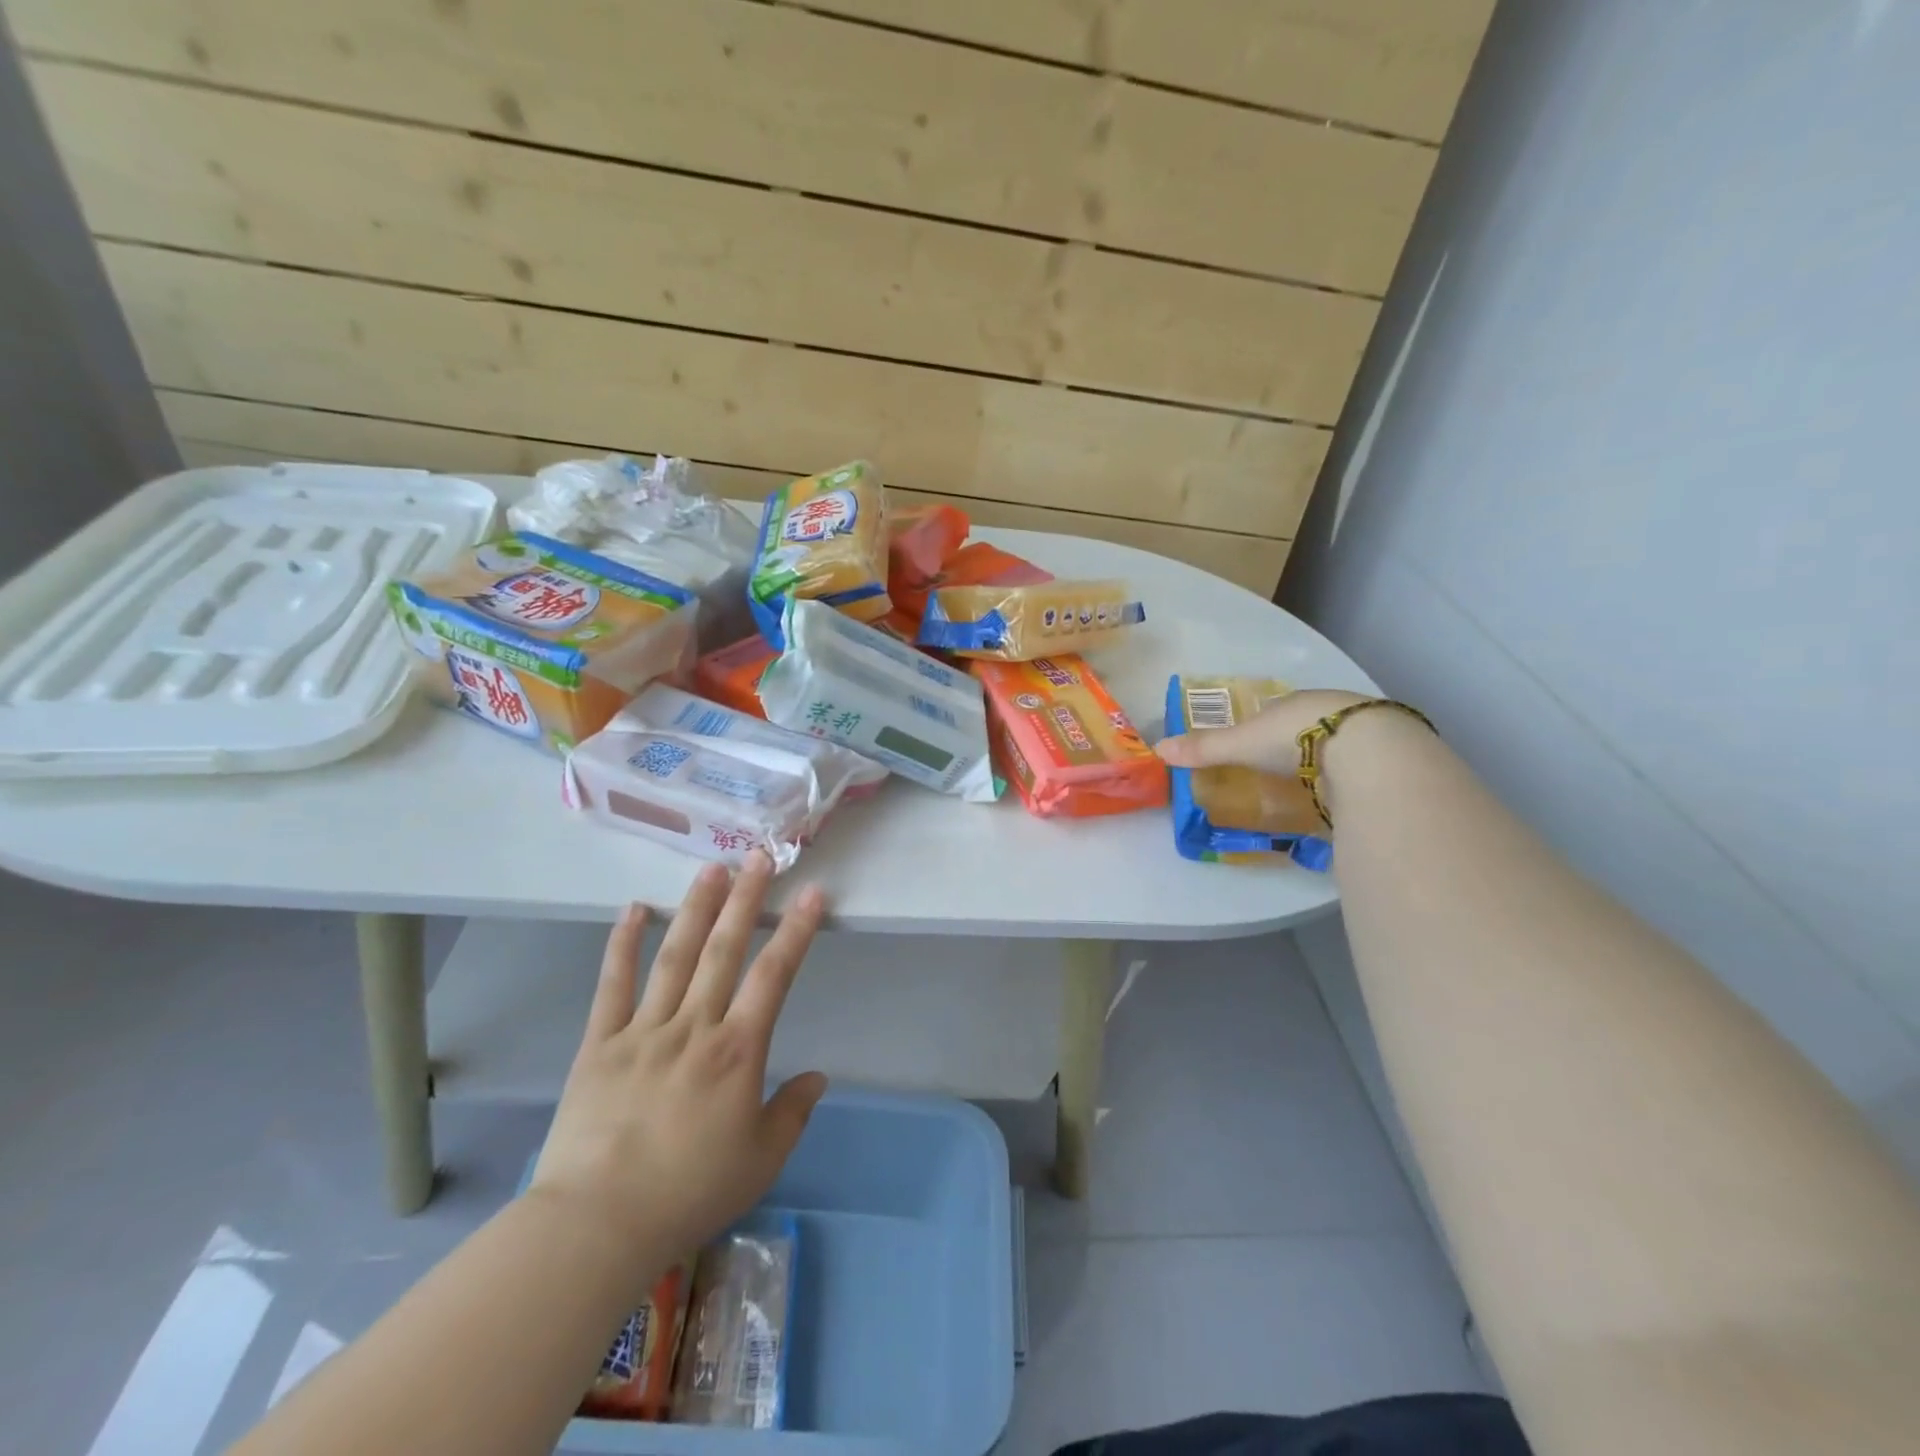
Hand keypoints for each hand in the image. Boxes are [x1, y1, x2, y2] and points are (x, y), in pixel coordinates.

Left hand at [529, 853, 827, 1262]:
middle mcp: (694, 1026)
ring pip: (675, 956)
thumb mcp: (760, 1161)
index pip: (774, 976)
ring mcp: (643, 1030)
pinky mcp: (600, 1044)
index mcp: (737, 1052)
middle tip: (758, 857)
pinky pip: (613, 986)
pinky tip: (633, 910)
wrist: (596, 1226)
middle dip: (746, 899)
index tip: (812, 893)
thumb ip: (793, 1112)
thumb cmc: (688, 1194)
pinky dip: (622, 945)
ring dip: (695, 909)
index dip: (796, 931)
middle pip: (725, 950)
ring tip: (711, 869)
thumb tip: (818, 1076)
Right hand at [1154, 688, 1368, 775]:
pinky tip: (1340, 793)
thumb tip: (1159, 749)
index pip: (1273, 710)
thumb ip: (1205, 748)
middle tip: (1278, 767)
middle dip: (1293, 743)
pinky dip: (1347, 778)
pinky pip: (1358, 767)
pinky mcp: (1386, 758)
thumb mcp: (1241, 743)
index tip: (1252, 744)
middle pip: (1304, 726)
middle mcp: (1330, 709)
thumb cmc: (1297, 737)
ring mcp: (1363, 733)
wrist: (1368, 752)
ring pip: (1335, 744)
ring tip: (1308, 784)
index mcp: (1295, 701)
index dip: (1261, 725)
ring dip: (1323, 760)